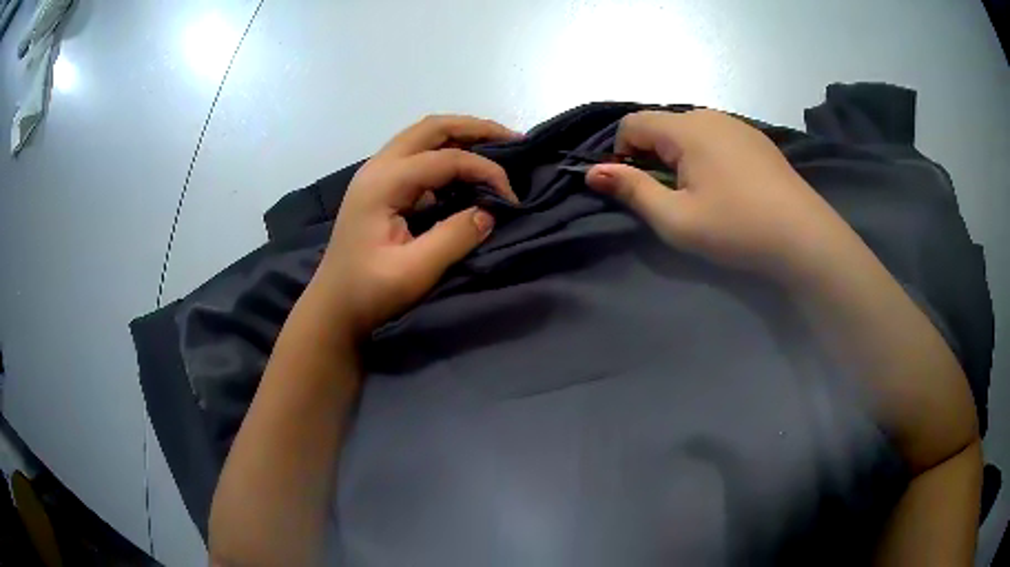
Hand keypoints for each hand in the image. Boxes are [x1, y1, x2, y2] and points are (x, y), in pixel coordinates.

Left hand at [308, 115, 519, 338]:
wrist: (333, 307)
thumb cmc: (368, 292)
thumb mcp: (414, 270)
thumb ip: (455, 237)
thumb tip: (489, 212)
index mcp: (384, 182)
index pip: (446, 159)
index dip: (485, 170)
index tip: (511, 199)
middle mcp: (378, 167)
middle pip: (432, 128)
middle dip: (476, 128)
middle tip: (513, 140)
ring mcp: (375, 174)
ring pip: (423, 136)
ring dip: (461, 136)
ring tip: (496, 146)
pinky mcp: (379, 187)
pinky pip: (417, 154)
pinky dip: (446, 153)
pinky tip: (465, 169)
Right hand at [586, 110, 853, 279]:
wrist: (803, 236)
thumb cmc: (736, 228)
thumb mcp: (677, 219)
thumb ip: (632, 190)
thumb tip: (593, 172)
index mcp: (686, 128)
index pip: (633, 122)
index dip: (622, 152)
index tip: (636, 187)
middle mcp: (709, 115)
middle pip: (661, 124)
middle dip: (652, 155)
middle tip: (669, 195)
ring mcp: (736, 124)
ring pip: (689, 129)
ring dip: (679, 155)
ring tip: (698, 191)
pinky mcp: (756, 137)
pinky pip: (715, 135)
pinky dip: (706, 154)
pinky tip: (726, 184)